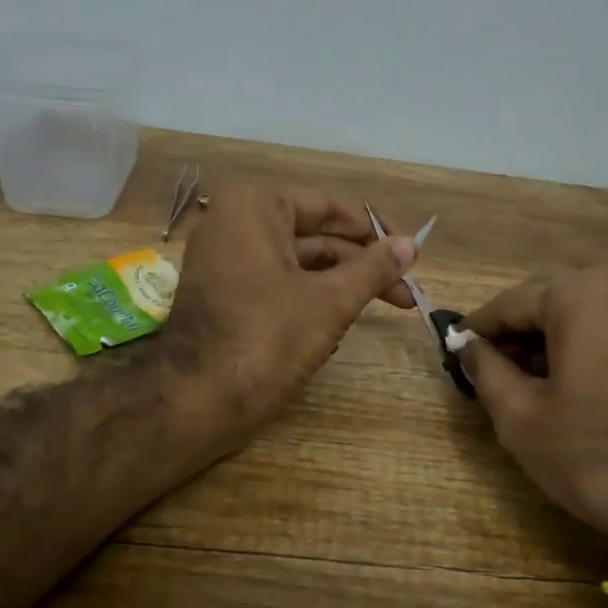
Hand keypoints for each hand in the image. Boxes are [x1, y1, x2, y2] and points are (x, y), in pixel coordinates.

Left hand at [165, 183, 416, 431]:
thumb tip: (412, 244)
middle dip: (360, 265)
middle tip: (405, 294)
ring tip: (382, 311)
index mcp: (254, 206)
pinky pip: (277, 286)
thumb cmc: (267, 337)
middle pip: (314, 237)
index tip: (409, 255)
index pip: (329, 207)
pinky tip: (338, 330)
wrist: (195, 401)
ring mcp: (225, 262)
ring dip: (339, 286)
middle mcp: (234, 224)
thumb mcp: (331, 300)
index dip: (374, 233)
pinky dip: (309, 301)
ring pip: (298, 264)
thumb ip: (373, 268)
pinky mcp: (224, 296)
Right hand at [455, 268, 607, 574]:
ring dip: (543, 340)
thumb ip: (484, 368)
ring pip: (576, 314)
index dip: (476, 330)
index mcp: (579, 294)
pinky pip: (605, 328)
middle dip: (512, 333)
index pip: (509, 303)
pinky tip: (559, 384)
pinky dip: (576, 346)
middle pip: (545, 301)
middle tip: (484, 370)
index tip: (453, 351)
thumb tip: (465, 345)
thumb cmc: (591, 453)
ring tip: (518, 382)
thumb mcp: (519, 414)